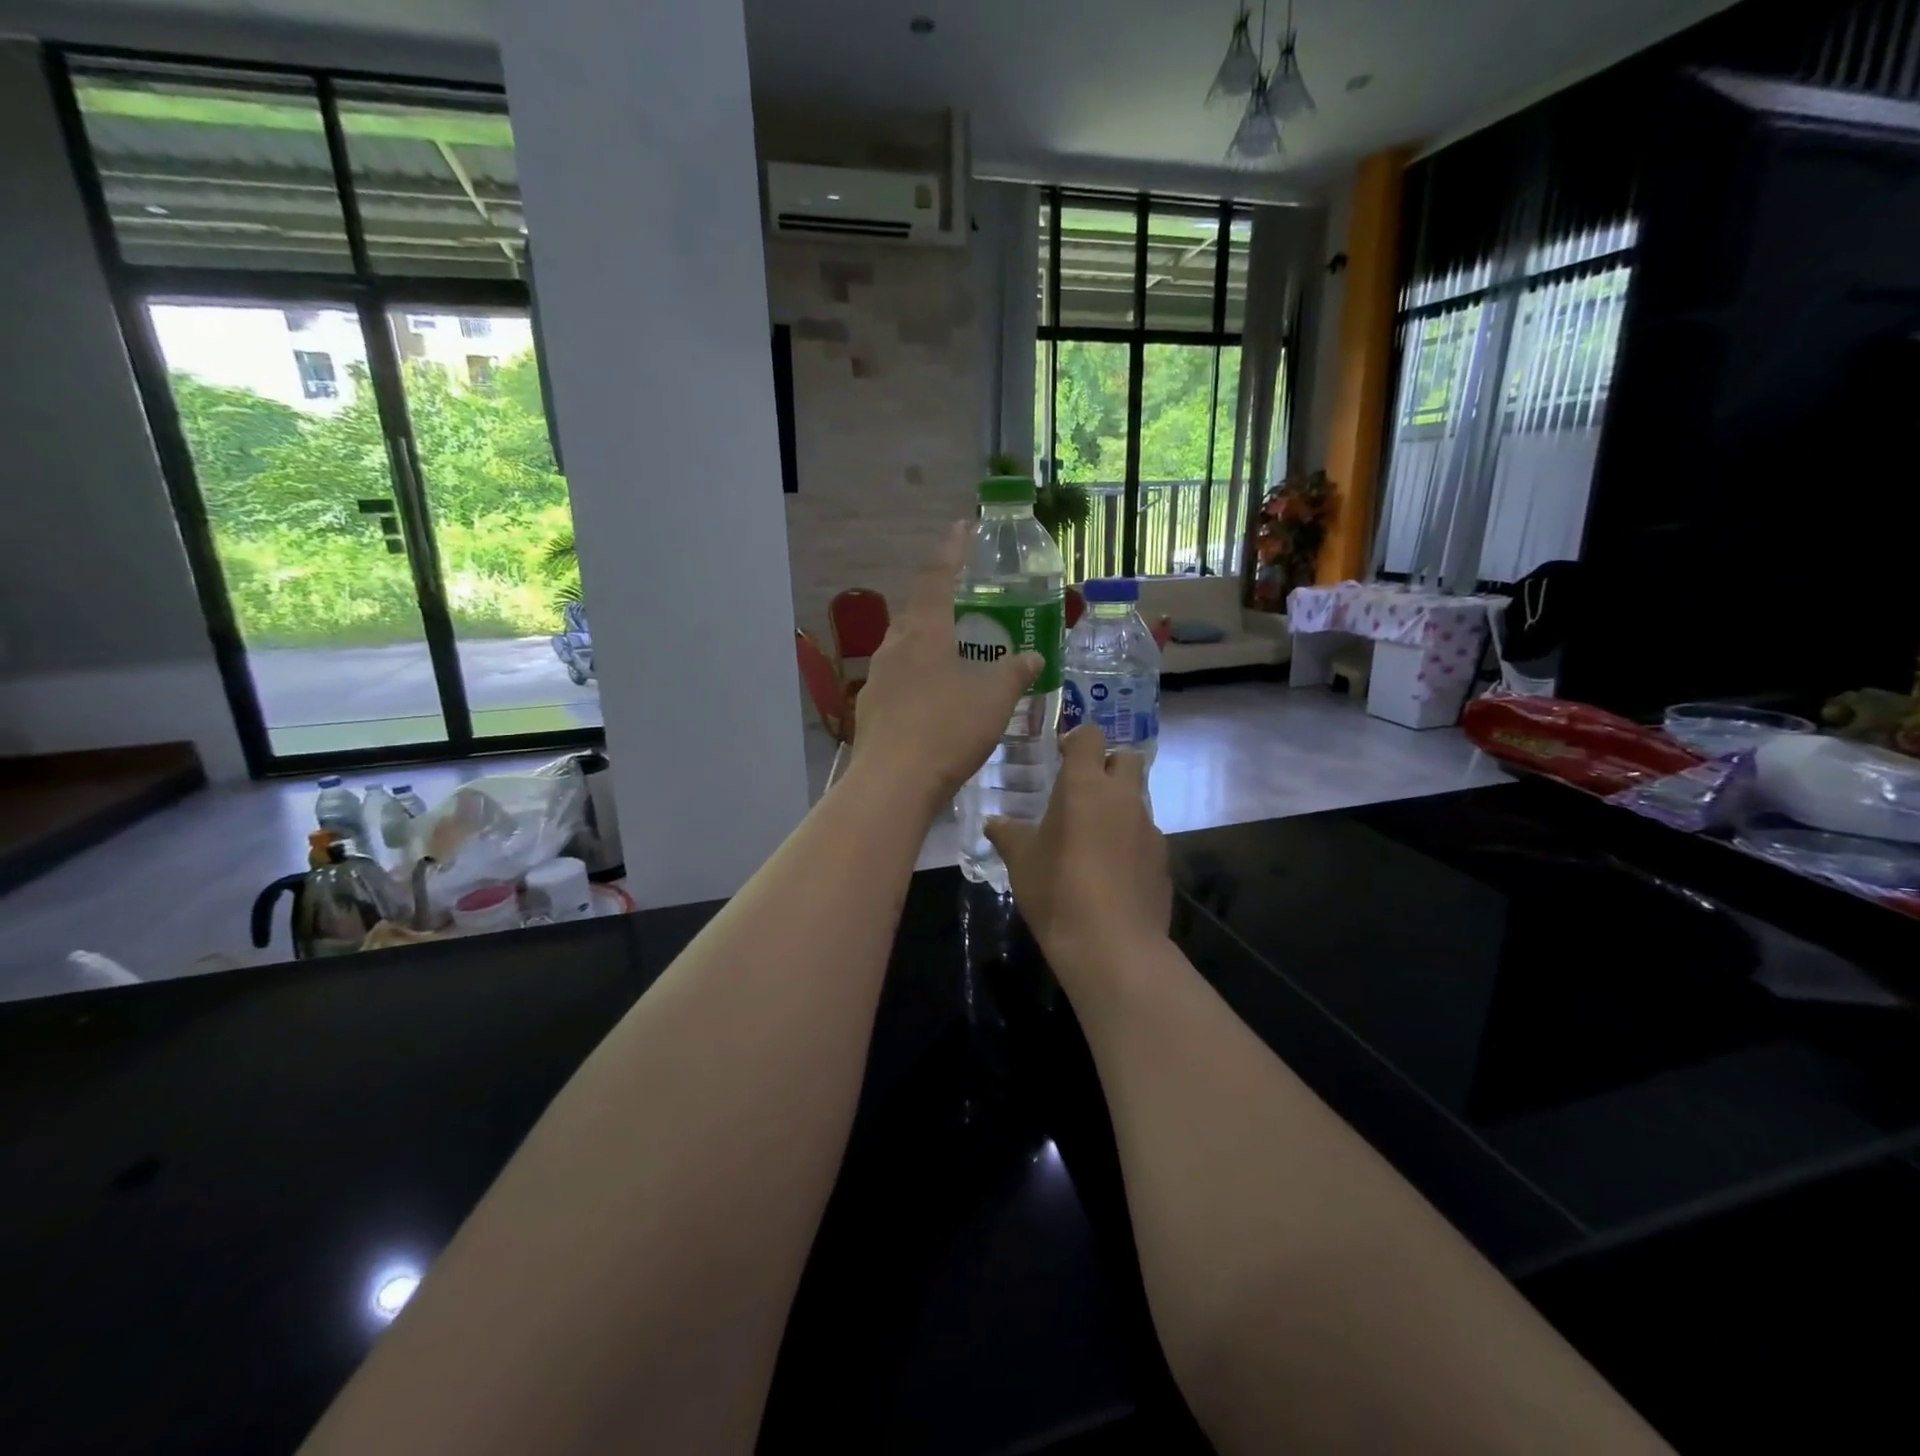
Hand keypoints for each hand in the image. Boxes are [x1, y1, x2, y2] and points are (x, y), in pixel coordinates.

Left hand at [849, 522, 1041, 809]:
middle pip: (916, 611)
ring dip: (926, 642)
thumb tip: (1034, 657)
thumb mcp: (994, 698)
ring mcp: (877, 679)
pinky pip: (898, 680)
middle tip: (964, 604)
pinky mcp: (871, 709)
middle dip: (939, 602)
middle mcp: (894, 646)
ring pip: (904, 648)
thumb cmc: (948, 728)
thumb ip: (1015, 673)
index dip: (953, 550)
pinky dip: (918, 678)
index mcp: (924, 631)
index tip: (963, 527)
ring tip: (951, 653)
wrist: (893, 781)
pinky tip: (933, 699)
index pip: (937, 576)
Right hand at [986, 724, 1172, 978]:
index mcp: (1086, 786)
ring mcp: (1149, 828)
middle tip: (1082, 790)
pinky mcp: (1163, 859)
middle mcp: (1123, 797)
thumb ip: (1008, 834)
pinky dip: (1130, 841)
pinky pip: (1145, 836)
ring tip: (1093, 837)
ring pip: (1138, 799)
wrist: (1113, 946)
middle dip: (1108, 765)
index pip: (1090, 737)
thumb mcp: (1021, 861)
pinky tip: (1112, 871)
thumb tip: (994, 822)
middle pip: (1127, 759)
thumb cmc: (1057, 891)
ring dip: (1118, 806)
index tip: (1061, 755)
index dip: (1076, 740)